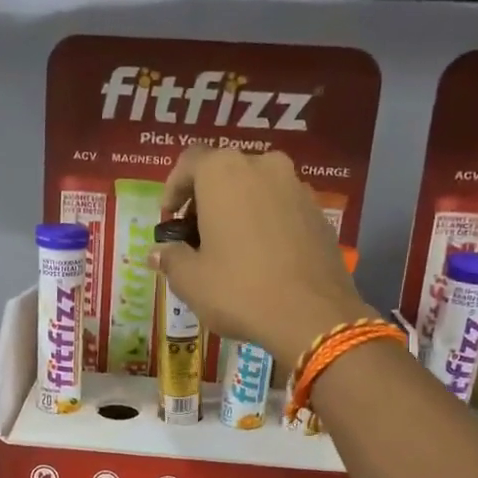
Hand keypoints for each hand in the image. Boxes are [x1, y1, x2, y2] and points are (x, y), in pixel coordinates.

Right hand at [151, 147, 373, 370]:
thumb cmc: (239, 290)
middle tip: (196, 237)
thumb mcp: (191, 280)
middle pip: (225, 173)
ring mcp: (297, 187)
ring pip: (256, 189)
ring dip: (238, 210)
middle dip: (206, 201)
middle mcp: (263, 166)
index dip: (173, 190)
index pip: (189, 162)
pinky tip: (261, 259)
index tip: (168, 221)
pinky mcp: (319, 213)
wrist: (312, 315)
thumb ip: (171, 258)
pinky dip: (265, 224)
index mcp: (224, 172)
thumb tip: (158, 252)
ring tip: (229, 249)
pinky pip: (281, 209)